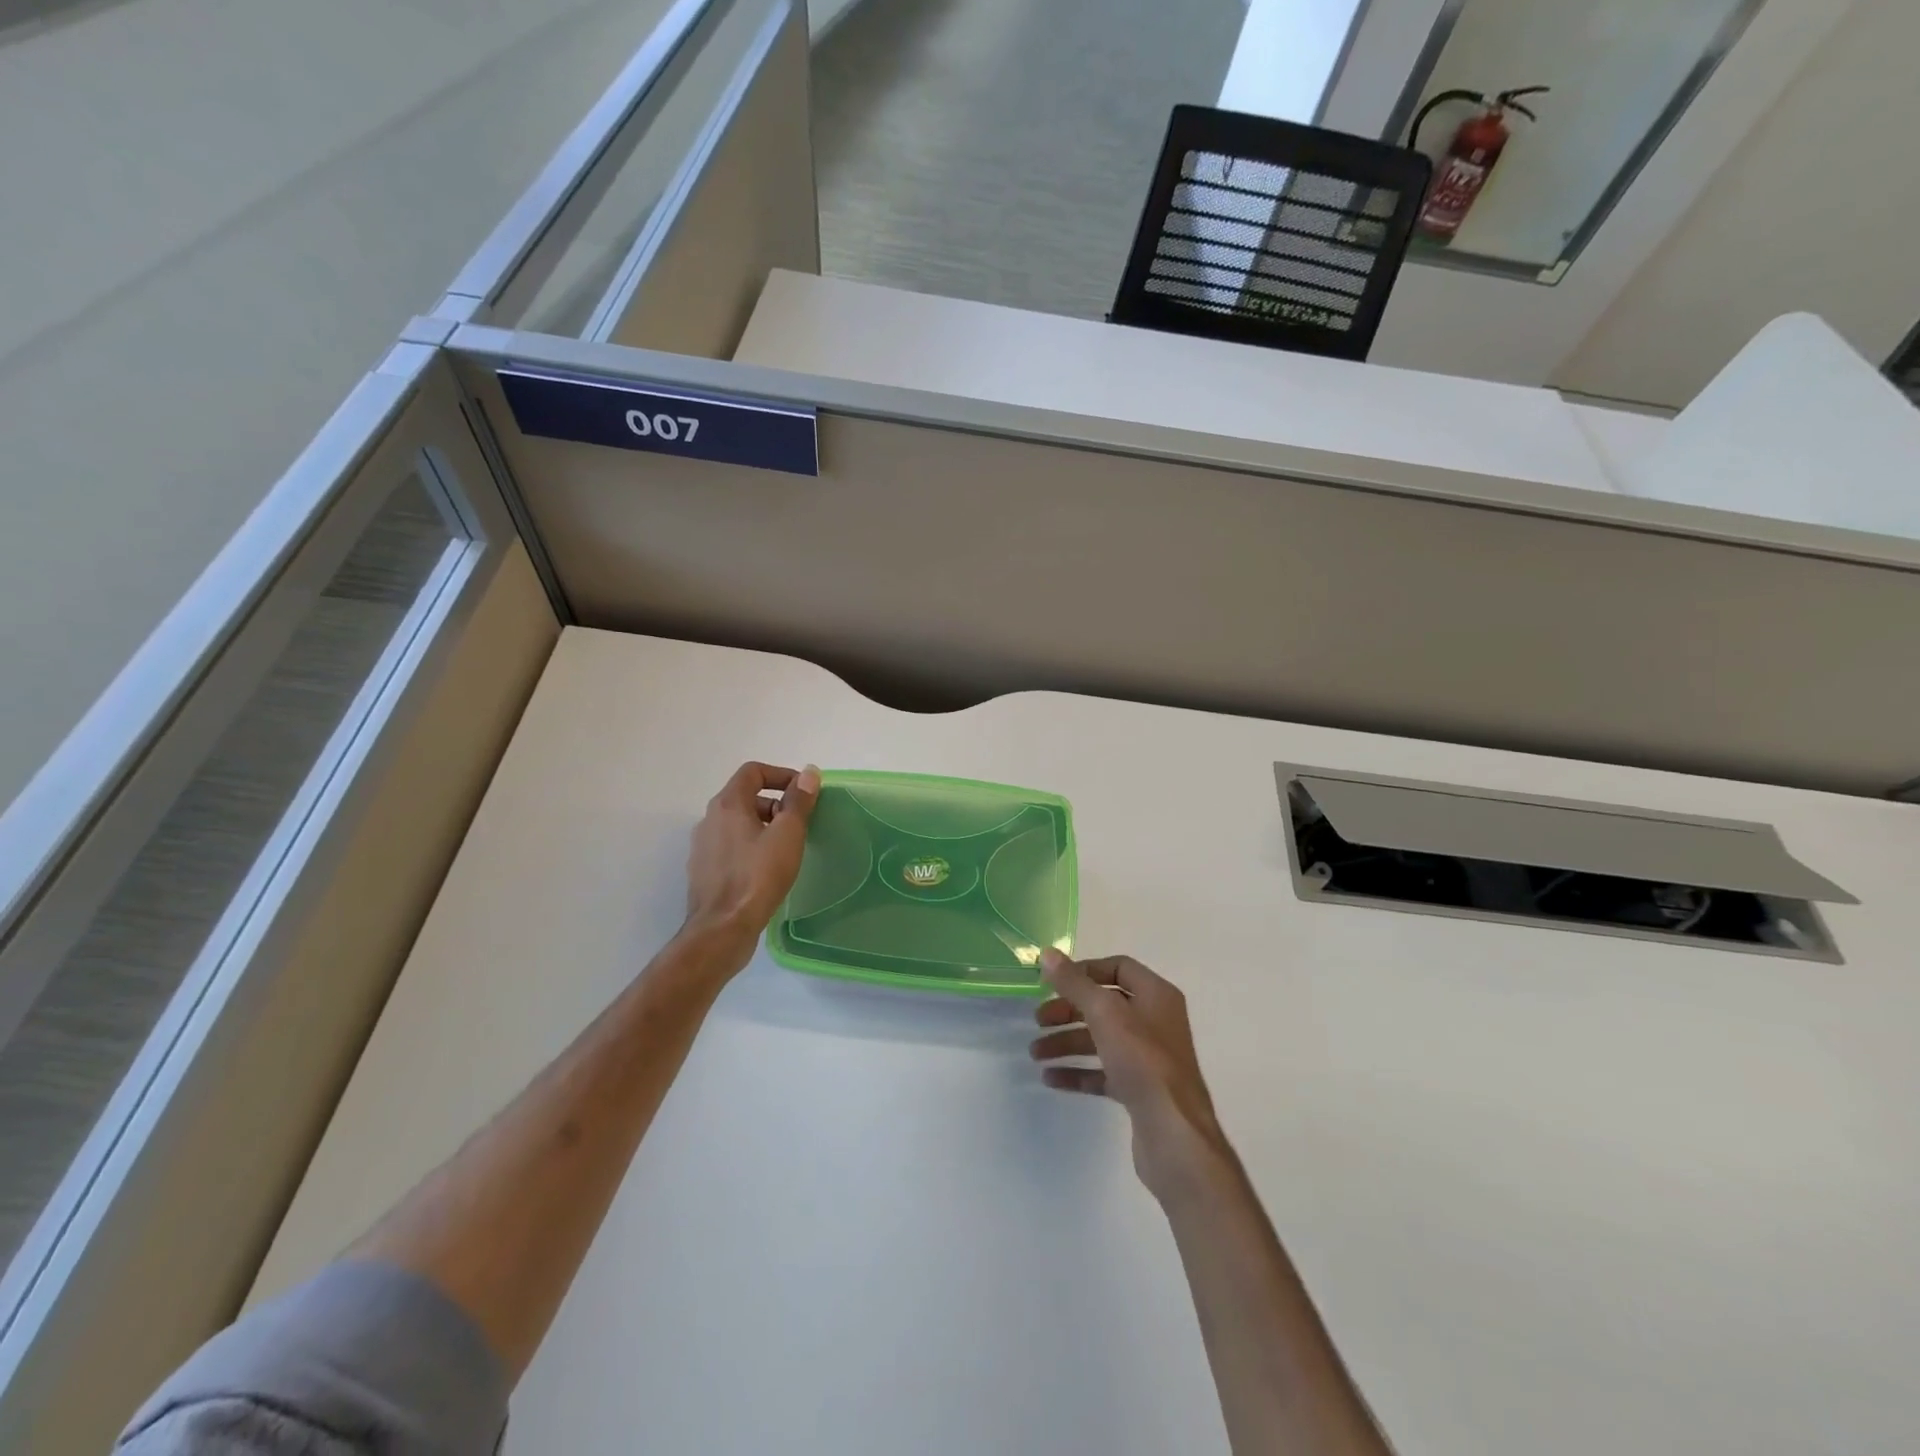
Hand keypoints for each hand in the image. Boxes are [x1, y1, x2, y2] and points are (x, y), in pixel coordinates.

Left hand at [683, 762, 820, 958]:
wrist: (722, 929)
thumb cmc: (758, 876)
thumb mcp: (788, 834)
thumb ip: (799, 801)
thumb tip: (809, 773)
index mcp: (727, 805)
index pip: (753, 772)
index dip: (781, 775)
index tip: (803, 793)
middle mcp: (709, 820)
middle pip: (745, 797)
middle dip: (775, 803)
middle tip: (798, 824)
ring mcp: (703, 847)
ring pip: (737, 824)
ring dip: (763, 826)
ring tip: (786, 848)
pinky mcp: (704, 871)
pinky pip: (730, 847)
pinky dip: (750, 847)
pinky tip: (767, 869)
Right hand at [1031, 950, 1230, 1200]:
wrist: (1174, 1135)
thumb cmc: (1142, 1062)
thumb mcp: (1105, 1013)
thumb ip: (1075, 983)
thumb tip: (1048, 954)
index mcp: (1156, 996)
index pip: (1118, 969)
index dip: (1084, 972)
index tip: (1053, 983)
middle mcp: (1155, 1021)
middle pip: (1104, 1005)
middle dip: (1068, 1011)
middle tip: (1037, 1021)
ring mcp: (1148, 1058)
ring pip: (1100, 1040)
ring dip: (1067, 1042)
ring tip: (1035, 1053)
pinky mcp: (1139, 1090)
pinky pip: (1103, 1073)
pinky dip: (1077, 1072)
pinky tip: (1050, 1079)